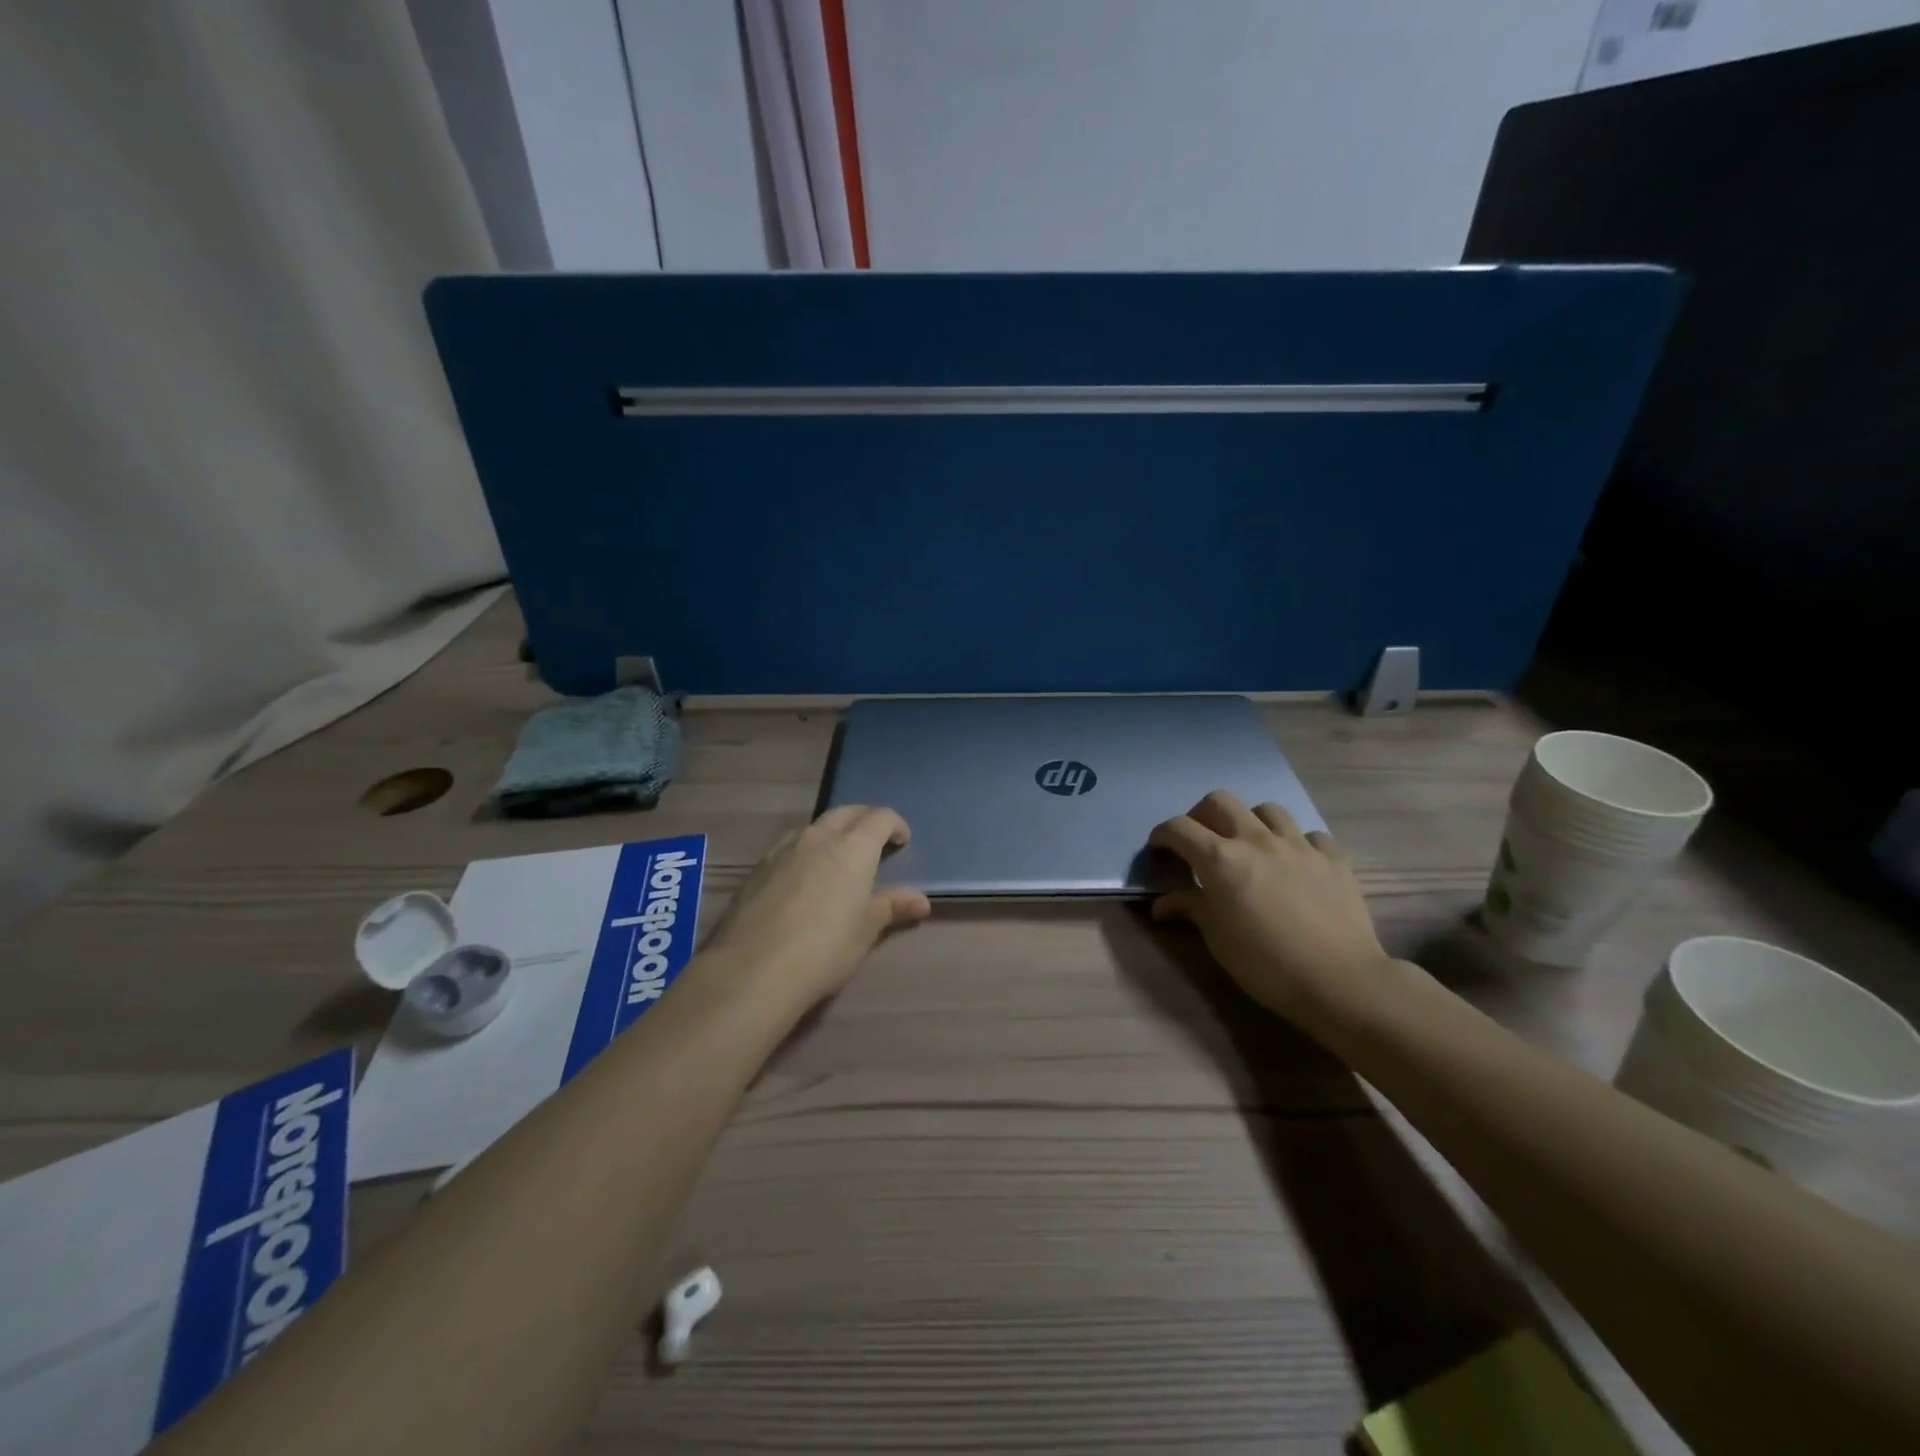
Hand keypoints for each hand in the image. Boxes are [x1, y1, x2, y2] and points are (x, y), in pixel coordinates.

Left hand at [702, 805, 930, 1013]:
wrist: (752, 969)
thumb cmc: (824, 948)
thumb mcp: (866, 930)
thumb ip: (892, 907)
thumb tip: (921, 901)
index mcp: (853, 847)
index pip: (881, 817)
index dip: (895, 824)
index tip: (902, 841)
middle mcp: (819, 836)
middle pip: (847, 812)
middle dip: (865, 820)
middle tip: (875, 842)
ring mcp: (784, 848)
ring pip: (815, 826)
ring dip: (833, 833)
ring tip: (838, 859)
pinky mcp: (758, 866)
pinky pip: (790, 845)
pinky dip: (806, 850)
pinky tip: (803, 878)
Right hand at [1149, 791, 1389, 1022]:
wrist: (1339, 980)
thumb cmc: (1265, 963)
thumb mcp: (1217, 939)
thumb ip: (1191, 908)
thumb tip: (1162, 904)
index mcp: (1221, 859)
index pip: (1179, 828)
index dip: (1162, 834)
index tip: (1159, 849)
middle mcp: (1256, 840)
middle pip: (1220, 801)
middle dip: (1202, 815)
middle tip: (1201, 841)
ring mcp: (1298, 845)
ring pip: (1267, 809)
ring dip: (1250, 822)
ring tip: (1250, 847)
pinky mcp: (1332, 858)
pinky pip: (1310, 835)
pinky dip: (1297, 843)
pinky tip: (1296, 863)